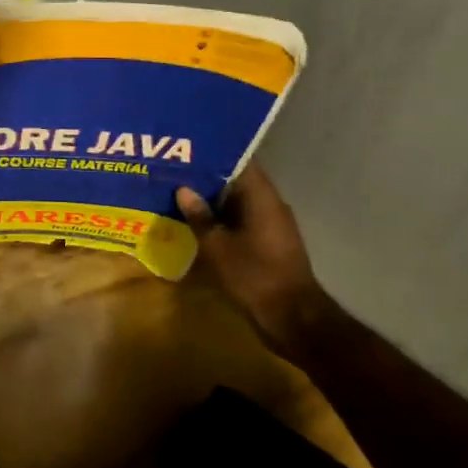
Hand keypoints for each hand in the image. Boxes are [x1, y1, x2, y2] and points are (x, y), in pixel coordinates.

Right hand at [176, 166, 331, 358]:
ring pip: (238, 201)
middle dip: (206, 176)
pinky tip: (198, 223)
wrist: (293, 318)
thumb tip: (183, 189)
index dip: (212, 152)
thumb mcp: (217, 247)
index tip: (186, 148)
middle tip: (174, 170)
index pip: (238, 159)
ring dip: (213, 199)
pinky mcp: (270, 243)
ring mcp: (272, 224)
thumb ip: (199, 216)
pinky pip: (243, 220)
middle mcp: (270, 203)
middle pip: (237, 179)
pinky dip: (222, 218)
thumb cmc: (254, 276)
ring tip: (179, 193)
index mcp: (261, 196)